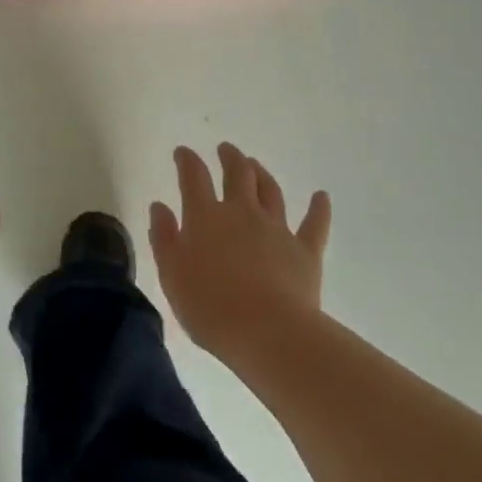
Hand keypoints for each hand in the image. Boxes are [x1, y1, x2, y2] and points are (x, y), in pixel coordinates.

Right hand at [147, 143, 331, 359]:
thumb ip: (164, 237)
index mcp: (205, 217)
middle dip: (230, 158)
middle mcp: (242, 212)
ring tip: (255, 164)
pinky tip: (321, 196)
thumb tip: (160, 207)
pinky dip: (318, 208)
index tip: (183, 152)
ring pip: (270, 191)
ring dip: (261, 174)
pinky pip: (314, 224)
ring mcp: (277, 229)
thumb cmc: (210, 306)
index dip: (187, 160)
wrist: (268, 332)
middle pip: (237, 174)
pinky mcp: (305, 251)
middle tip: (226, 149)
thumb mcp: (172, 274)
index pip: (193, 177)